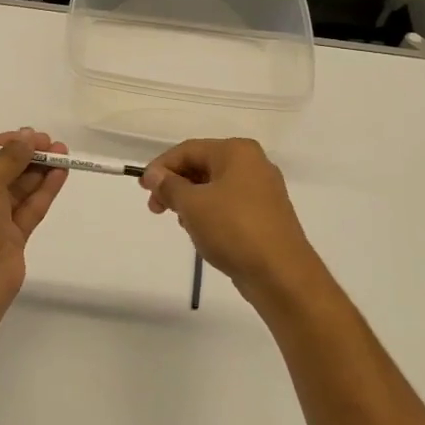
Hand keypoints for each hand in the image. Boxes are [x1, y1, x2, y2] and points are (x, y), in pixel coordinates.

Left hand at [0, 130, 68, 304]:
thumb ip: (8, 159)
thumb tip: (26, 137)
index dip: (0, 144)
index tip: (27, 134)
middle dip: (23, 157)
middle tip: (50, 142)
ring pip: (16, 191)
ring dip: (37, 171)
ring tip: (62, 152)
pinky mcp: (10, 240)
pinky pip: (27, 210)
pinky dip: (43, 191)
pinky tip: (61, 173)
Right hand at [141, 139, 326, 306]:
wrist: (281, 274)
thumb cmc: (233, 229)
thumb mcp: (192, 205)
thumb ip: (169, 186)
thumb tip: (155, 175)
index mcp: (237, 152)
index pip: (188, 150)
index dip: (161, 167)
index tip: (143, 189)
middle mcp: (253, 164)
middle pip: (202, 166)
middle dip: (175, 185)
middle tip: (155, 208)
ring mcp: (263, 190)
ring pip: (215, 187)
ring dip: (191, 200)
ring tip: (180, 222)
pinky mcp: (266, 215)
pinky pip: (229, 204)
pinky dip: (210, 213)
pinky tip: (201, 232)